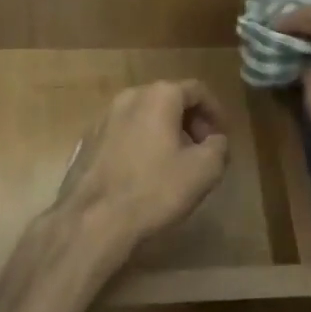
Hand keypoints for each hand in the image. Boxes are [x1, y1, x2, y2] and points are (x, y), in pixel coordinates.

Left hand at [54, 81, 229, 261]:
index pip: (197, 90)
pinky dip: (141, 142)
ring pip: (145, 115)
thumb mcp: (203, 171)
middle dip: (190, 122)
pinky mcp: (89, 140)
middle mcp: (130, 96)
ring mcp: (104, 117)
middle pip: (169, 99)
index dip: (215, 112)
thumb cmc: (154, 190)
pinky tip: (144, 172)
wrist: (92, 220)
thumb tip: (215, 140)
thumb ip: (219, 147)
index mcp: (159, 95)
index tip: (221, 137)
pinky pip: (124, 132)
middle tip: (201, 150)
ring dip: (165, 132)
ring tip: (174, 163)